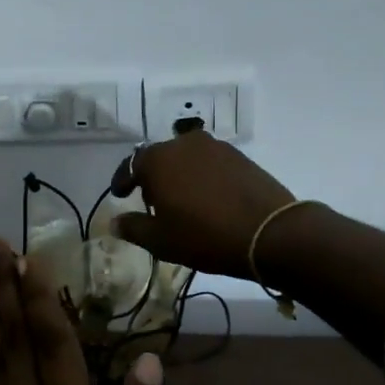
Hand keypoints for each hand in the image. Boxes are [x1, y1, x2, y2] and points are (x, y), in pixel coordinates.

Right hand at [107, 130, 298, 278]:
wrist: (270, 233)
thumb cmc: (205, 236)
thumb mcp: (162, 241)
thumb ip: (134, 228)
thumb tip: (115, 222)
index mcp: (159, 160)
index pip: (131, 164)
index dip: (122, 180)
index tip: (120, 194)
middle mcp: (184, 144)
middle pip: (159, 157)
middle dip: (152, 176)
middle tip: (152, 200)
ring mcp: (215, 147)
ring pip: (186, 157)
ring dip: (178, 174)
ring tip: (181, 199)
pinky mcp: (239, 156)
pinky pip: (209, 162)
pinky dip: (201, 175)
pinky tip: (207, 196)